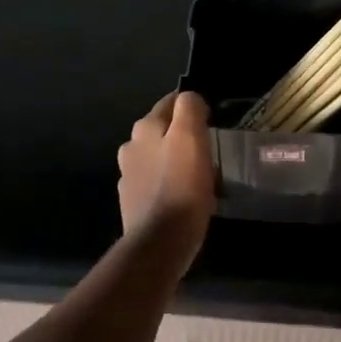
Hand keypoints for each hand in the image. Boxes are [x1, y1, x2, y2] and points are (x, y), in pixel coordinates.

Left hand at [118, 91, 216, 267]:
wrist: (160, 242)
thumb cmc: (182, 187)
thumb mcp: (191, 139)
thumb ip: (189, 110)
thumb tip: (190, 99)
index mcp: (145, 129)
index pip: (170, 103)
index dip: (192, 107)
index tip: (211, 120)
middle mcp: (131, 147)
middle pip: (162, 130)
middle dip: (182, 135)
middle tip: (208, 148)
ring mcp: (129, 176)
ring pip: (157, 157)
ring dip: (174, 160)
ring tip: (198, 174)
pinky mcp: (133, 202)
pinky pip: (155, 183)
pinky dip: (168, 183)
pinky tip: (183, 196)